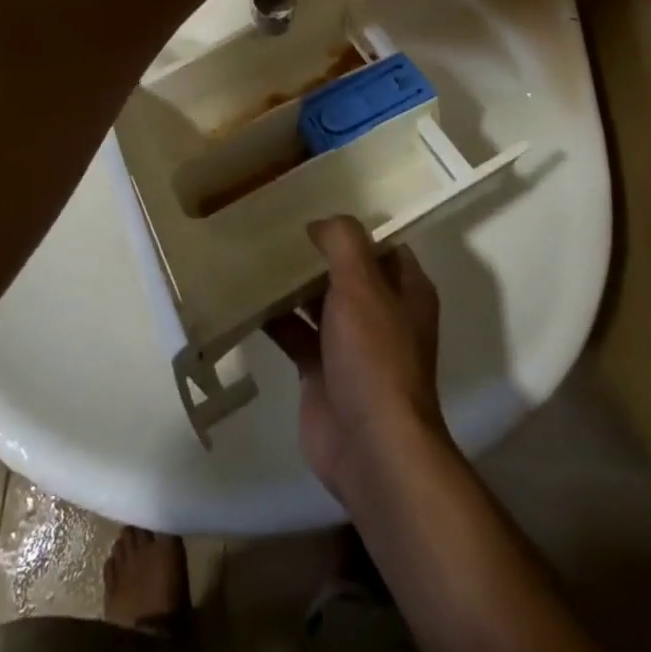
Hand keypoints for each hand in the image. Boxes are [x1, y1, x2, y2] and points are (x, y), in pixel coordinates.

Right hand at [267, 216, 449, 504]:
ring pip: (317, 301)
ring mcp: (350, 344)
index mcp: (405, 289)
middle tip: (274, 224)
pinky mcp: (320, 371)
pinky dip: (274, 318)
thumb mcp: (362, 284)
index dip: (352, 225)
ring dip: (291, 283)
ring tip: (253, 252)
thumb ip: (343, 242)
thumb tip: (320, 223)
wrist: (370, 447)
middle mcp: (381, 313)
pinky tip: (245, 297)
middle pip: (345, 270)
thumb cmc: (374, 355)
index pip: (380, 244)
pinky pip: (295, 334)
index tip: (315, 204)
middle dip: (314, 251)